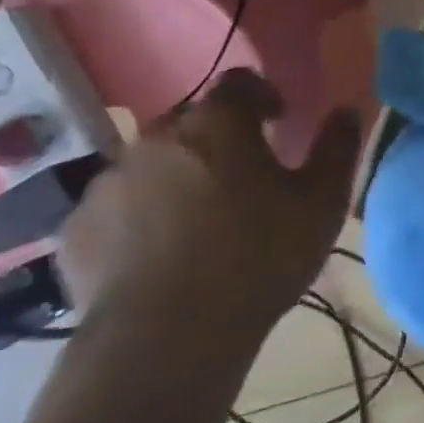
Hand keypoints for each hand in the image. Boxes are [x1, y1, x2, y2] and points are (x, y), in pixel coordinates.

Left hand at [60, 69, 361, 339]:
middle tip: (244, 178)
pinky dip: (139, 217)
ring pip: (152, 164)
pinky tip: (159, 254)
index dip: (264, 97)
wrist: (167, 339)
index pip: (241, 83)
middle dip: (219, 139)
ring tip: (199, 221)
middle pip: (193, 122)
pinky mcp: (77, 229)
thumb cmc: (258, 258)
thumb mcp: (322, 204)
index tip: (280, 124)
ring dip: (177, 177)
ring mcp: (108, 182)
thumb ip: (338, 149)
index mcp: (218, 123)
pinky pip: (117, 207)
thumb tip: (346, 111)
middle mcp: (157, 139)